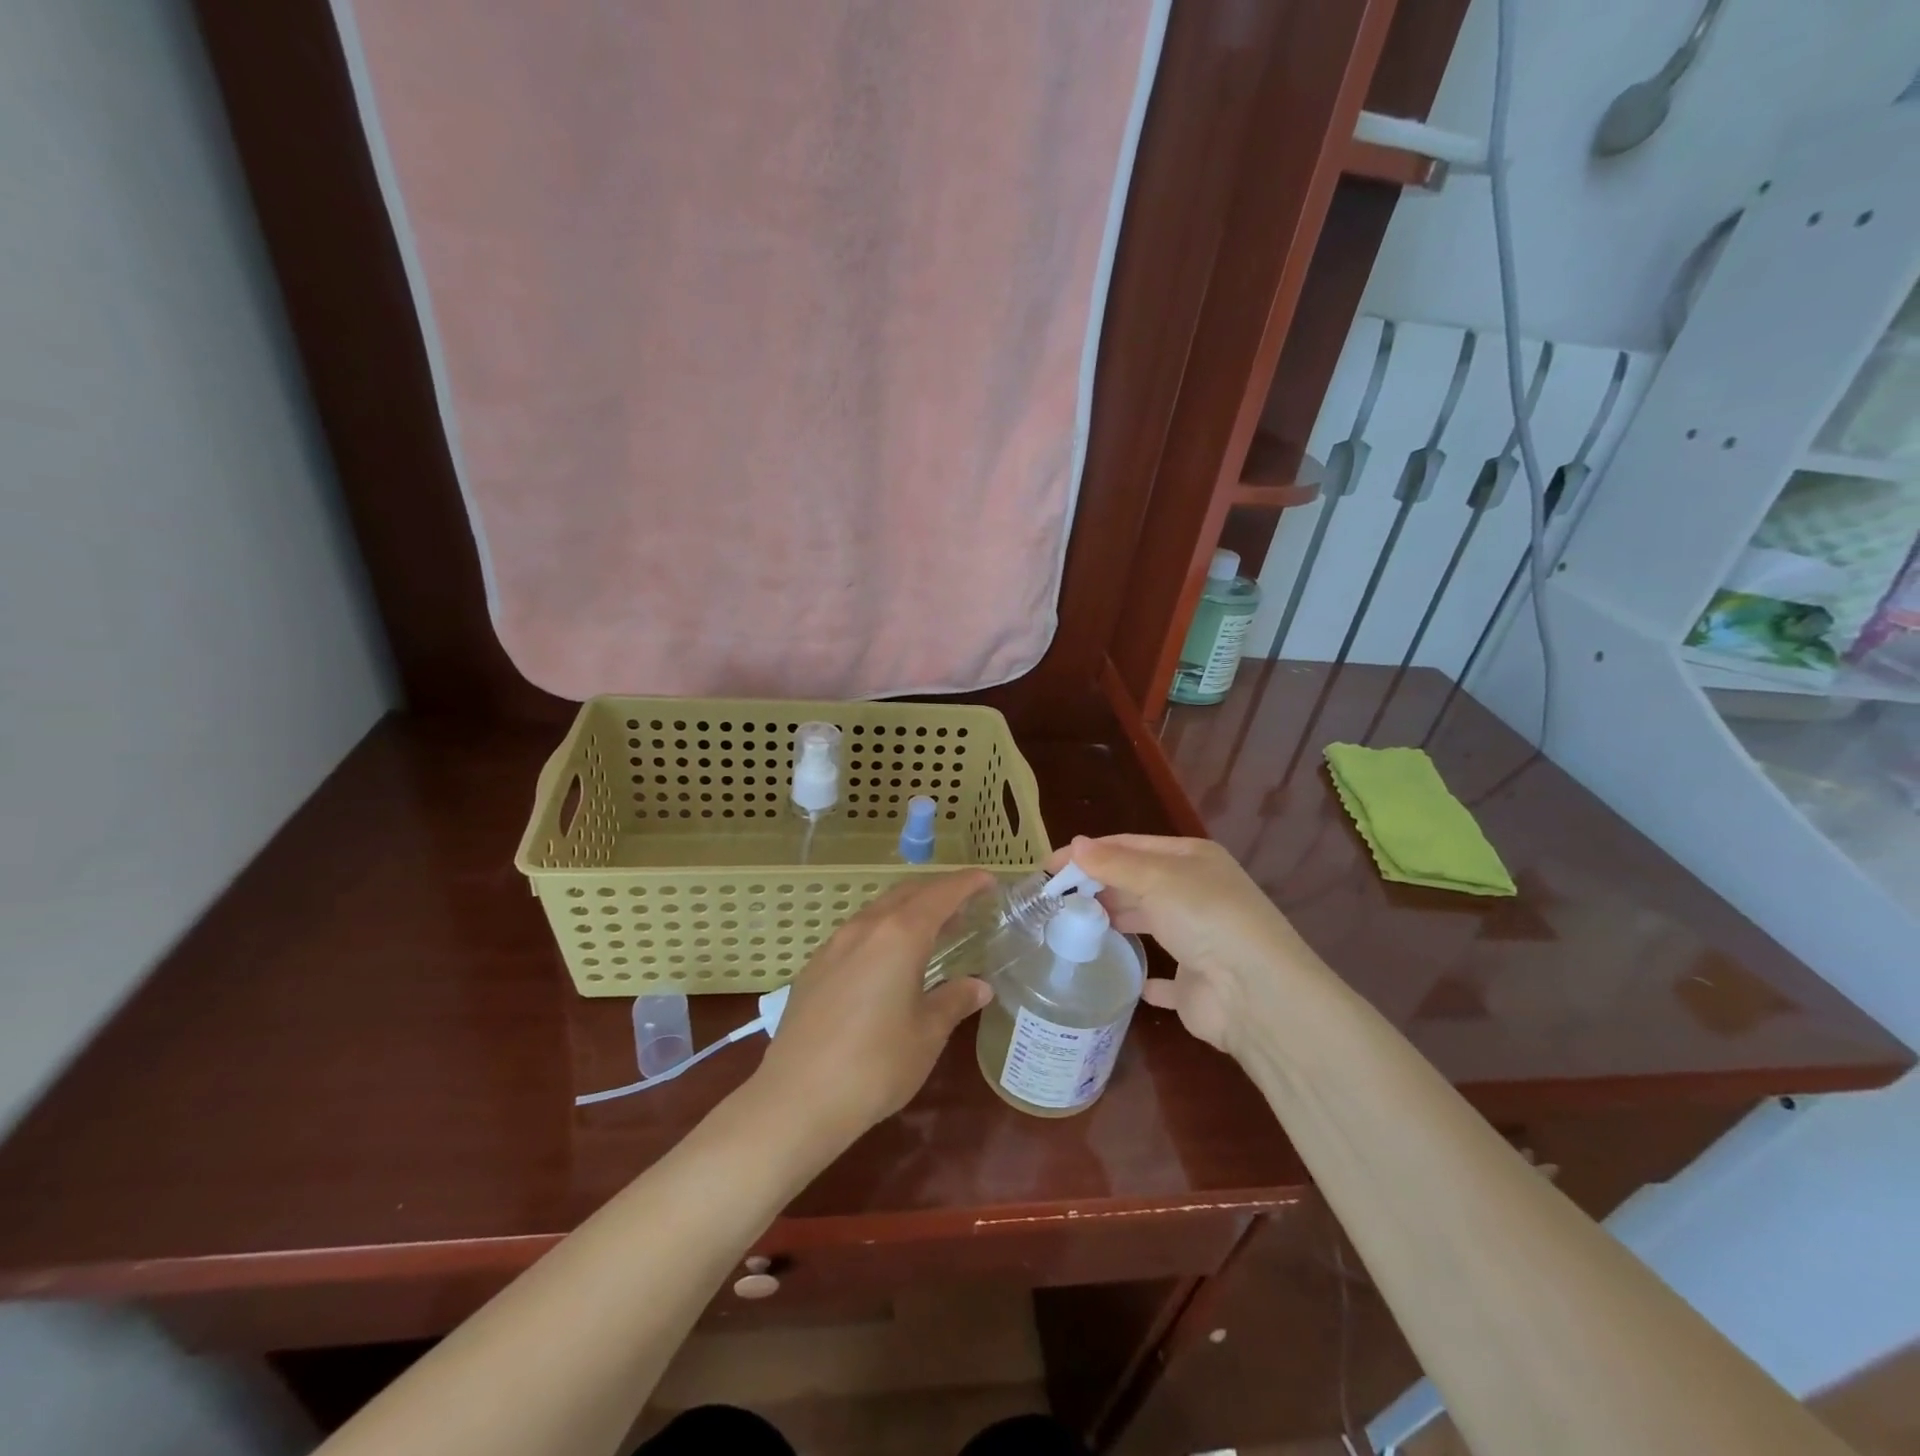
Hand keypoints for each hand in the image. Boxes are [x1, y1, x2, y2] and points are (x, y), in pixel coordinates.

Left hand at [748, 871, 993, 1149]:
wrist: (796, 1099)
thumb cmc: (874, 1066)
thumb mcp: (926, 1035)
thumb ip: (954, 1001)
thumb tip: (979, 986)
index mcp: (900, 936)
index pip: (940, 894)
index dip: (967, 883)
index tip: (988, 880)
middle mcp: (865, 928)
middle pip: (907, 893)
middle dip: (938, 892)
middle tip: (965, 906)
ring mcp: (834, 946)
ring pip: (879, 911)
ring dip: (909, 911)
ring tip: (932, 931)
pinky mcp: (814, 968)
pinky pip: (857, 934)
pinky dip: (883, 932)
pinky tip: (889, 962)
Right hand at [1047, 836, 1308, 1059]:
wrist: (1255, 994)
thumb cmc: (1205, 918)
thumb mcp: (1157, 878)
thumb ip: (1113, 863)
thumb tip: (1075, 844)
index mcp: (1192, 860)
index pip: (1131, 846)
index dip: (1089, 853)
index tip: (1050, 867)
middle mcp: (1196, 894)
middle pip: (1137, 882)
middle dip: (1099, 884)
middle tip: (1057, 897)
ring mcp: (1197, 939)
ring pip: (1148, 921)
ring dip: (1116, 920)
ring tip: (1074, 925)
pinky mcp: (1194, 982)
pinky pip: (1162, 977)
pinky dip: (1143, 976)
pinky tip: (1121, 976)